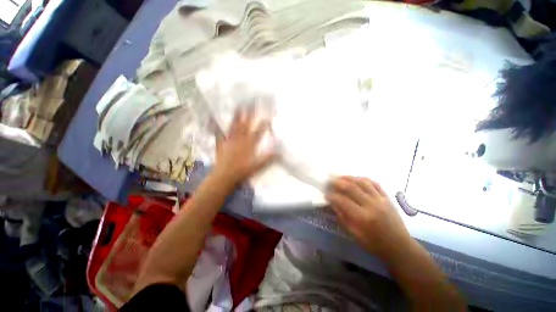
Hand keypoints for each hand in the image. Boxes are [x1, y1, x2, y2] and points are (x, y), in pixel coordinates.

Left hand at [213, 107, 275, 185]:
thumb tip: (280, 152)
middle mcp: (240, 140)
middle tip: (251, 103)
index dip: (263, 125)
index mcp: (249, 145)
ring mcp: (229, 141)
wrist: (224, 177)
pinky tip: (214, 119)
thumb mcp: (257, 167)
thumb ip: (268, 159)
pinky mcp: (221, 144)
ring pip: (234, 126)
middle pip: (246, 125)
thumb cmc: (242, 172)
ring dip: (237, 116)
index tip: (268, 116)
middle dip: (250, 114)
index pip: (258, 132)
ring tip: (238, 106)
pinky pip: (220, 133)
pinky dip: (218, 126)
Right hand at [326, 176, 411, 262]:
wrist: (399, 247)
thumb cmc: (375, 244)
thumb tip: (334, 204)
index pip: (343, 201)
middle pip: (352, 188)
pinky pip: (375, 184)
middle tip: (331, 181)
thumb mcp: (355, 235)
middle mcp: (372, 205)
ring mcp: (381, 200)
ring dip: (350, 178)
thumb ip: (343, 218)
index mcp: (363, 217)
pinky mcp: (387, 198)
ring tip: (342, 177)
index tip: (326, 195)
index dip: (332, 197)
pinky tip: (357, 179)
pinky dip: (365, 179)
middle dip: (339, 183)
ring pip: (363, 183)